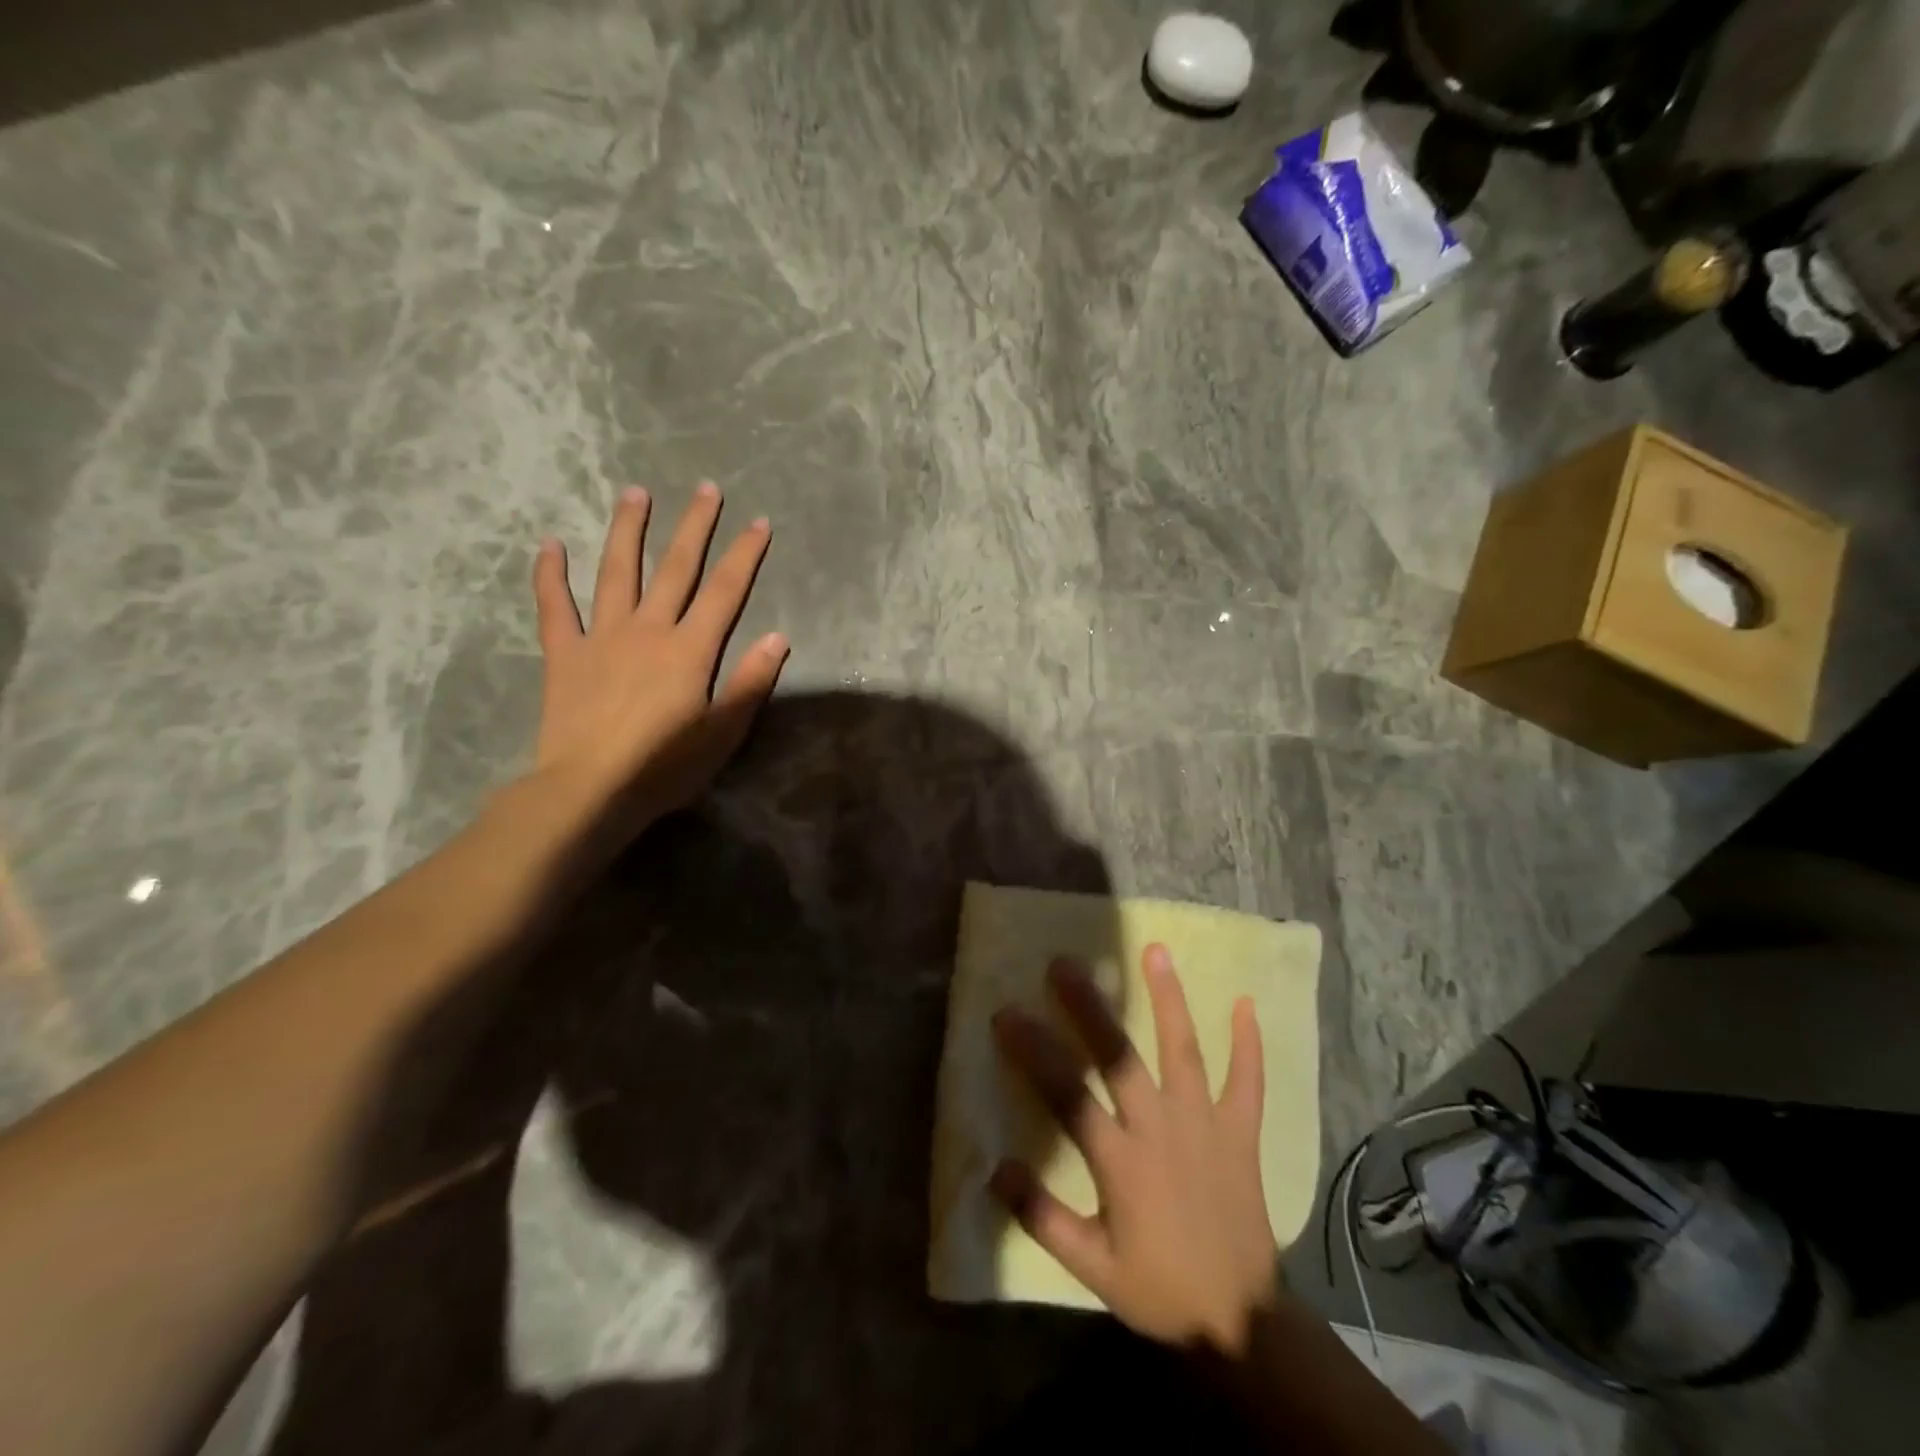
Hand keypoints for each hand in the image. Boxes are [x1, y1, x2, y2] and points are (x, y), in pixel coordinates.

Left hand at [530, 483, 787, 839]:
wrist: (589, 790)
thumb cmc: (664, 766)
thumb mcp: (723, 732)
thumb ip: (751, 682)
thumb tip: (779, 637)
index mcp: (689, 649)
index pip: (725, 591)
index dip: (744, 555)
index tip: (759, 522)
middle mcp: (648, 629)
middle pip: (675, 568)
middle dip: (694, 526)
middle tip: (706, 488)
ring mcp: (602, 636)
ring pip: (616, 572)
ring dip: (628, 530)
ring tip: (635, 492)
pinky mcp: (565, 654)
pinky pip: (555, 607)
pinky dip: (550, 575)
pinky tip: (550, 545)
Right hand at [991, 945, 1277, 1352]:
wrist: (1242, 1325)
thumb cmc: (1159, 1291)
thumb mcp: (1091, 1267)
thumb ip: (1042, 1217)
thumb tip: (995, 1169)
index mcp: (1121, 1162)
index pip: (1067, 1094)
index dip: (1033, 1052)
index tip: (1006, 1013)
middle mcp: (1161, 1130)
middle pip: (1119, 1056)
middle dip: (1089, 1007)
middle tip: (1064, 963)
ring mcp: (1206, 1125)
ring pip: (1184, 1051)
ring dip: (1169, 999)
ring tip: (1155, 951)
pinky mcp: (1242, 1133)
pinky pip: (1248, 1082)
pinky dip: (1248, 1044)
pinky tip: (1245, 1002)